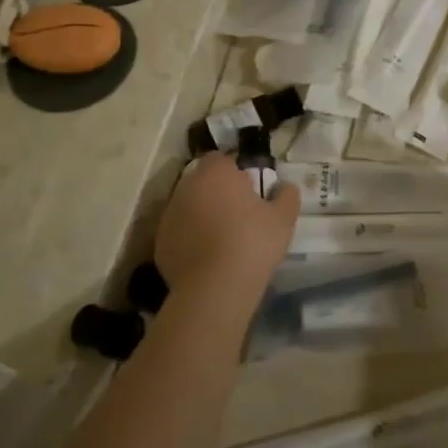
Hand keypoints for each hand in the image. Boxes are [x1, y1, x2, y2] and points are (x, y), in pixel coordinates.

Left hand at [155, 155, 299, 300]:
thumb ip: (287, 195)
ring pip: (188, 206)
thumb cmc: (252, 243)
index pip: (220, 159)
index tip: (248, 188)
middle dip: (216, 191)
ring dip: (201, 214)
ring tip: (221, 238)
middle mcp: (186, 187)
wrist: (215, 287)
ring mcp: (169, 215)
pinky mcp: (160, 242)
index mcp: (216, 174)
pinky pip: (179, 232)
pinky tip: (207, 257)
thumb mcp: (284, 218)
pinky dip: (190, 238)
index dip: (234, 171)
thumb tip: (285, 187)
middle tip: (237, 213)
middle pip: (201, 181)